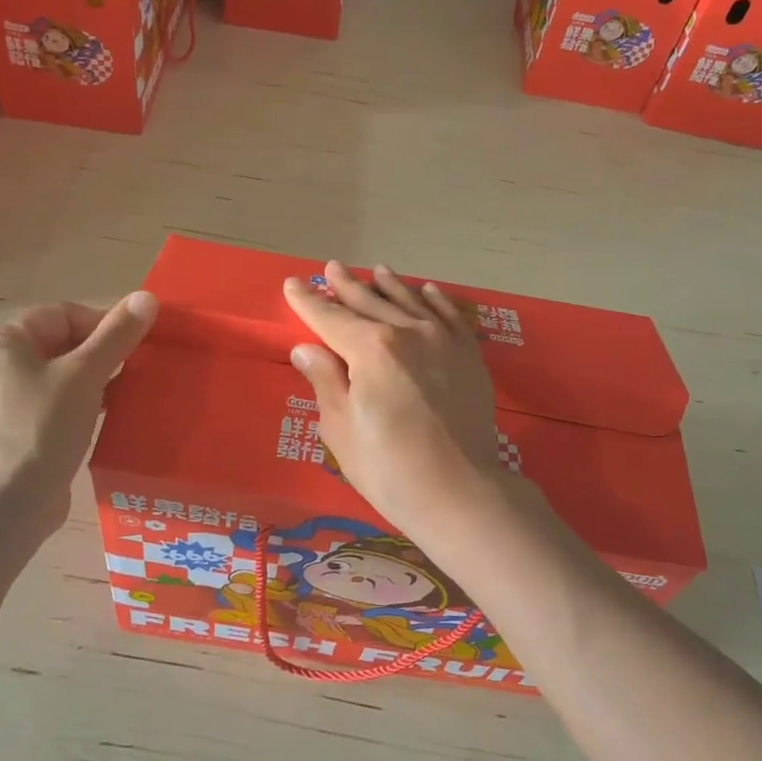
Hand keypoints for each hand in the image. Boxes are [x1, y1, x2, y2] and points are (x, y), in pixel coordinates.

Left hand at [0, 291, 157, 538]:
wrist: (7, 511)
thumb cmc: (40, 430)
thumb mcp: (85, 376)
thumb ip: (117, 335)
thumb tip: (149, 296)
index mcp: (0, 342)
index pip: (64, 314)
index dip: (105, 325)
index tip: (139, 345)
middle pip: (63, 342)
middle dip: (104, 353)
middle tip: (139, 368)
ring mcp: (2, 399)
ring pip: (62, 373)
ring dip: (98, 378)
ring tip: (131, 391)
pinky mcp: (16, 428)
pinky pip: (56, 400)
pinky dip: (84, 401)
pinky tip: (111, 414)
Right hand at [283, 261, 502, 533]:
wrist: (462, 492)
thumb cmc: (389, 468)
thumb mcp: (341, 428)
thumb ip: (325, 381)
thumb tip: (306, 348)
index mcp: (370, 349)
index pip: (330, 318)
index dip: (308, 302)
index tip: (293, 284)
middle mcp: (407, 332)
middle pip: (370, 302)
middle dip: (347, 286)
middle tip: (332, 268)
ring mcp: (443, 341)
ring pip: (409, 302)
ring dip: (389, 285)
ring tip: (376, 270)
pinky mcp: (468, 356)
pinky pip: (449, 316)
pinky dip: (435, 300)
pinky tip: (427, 290)